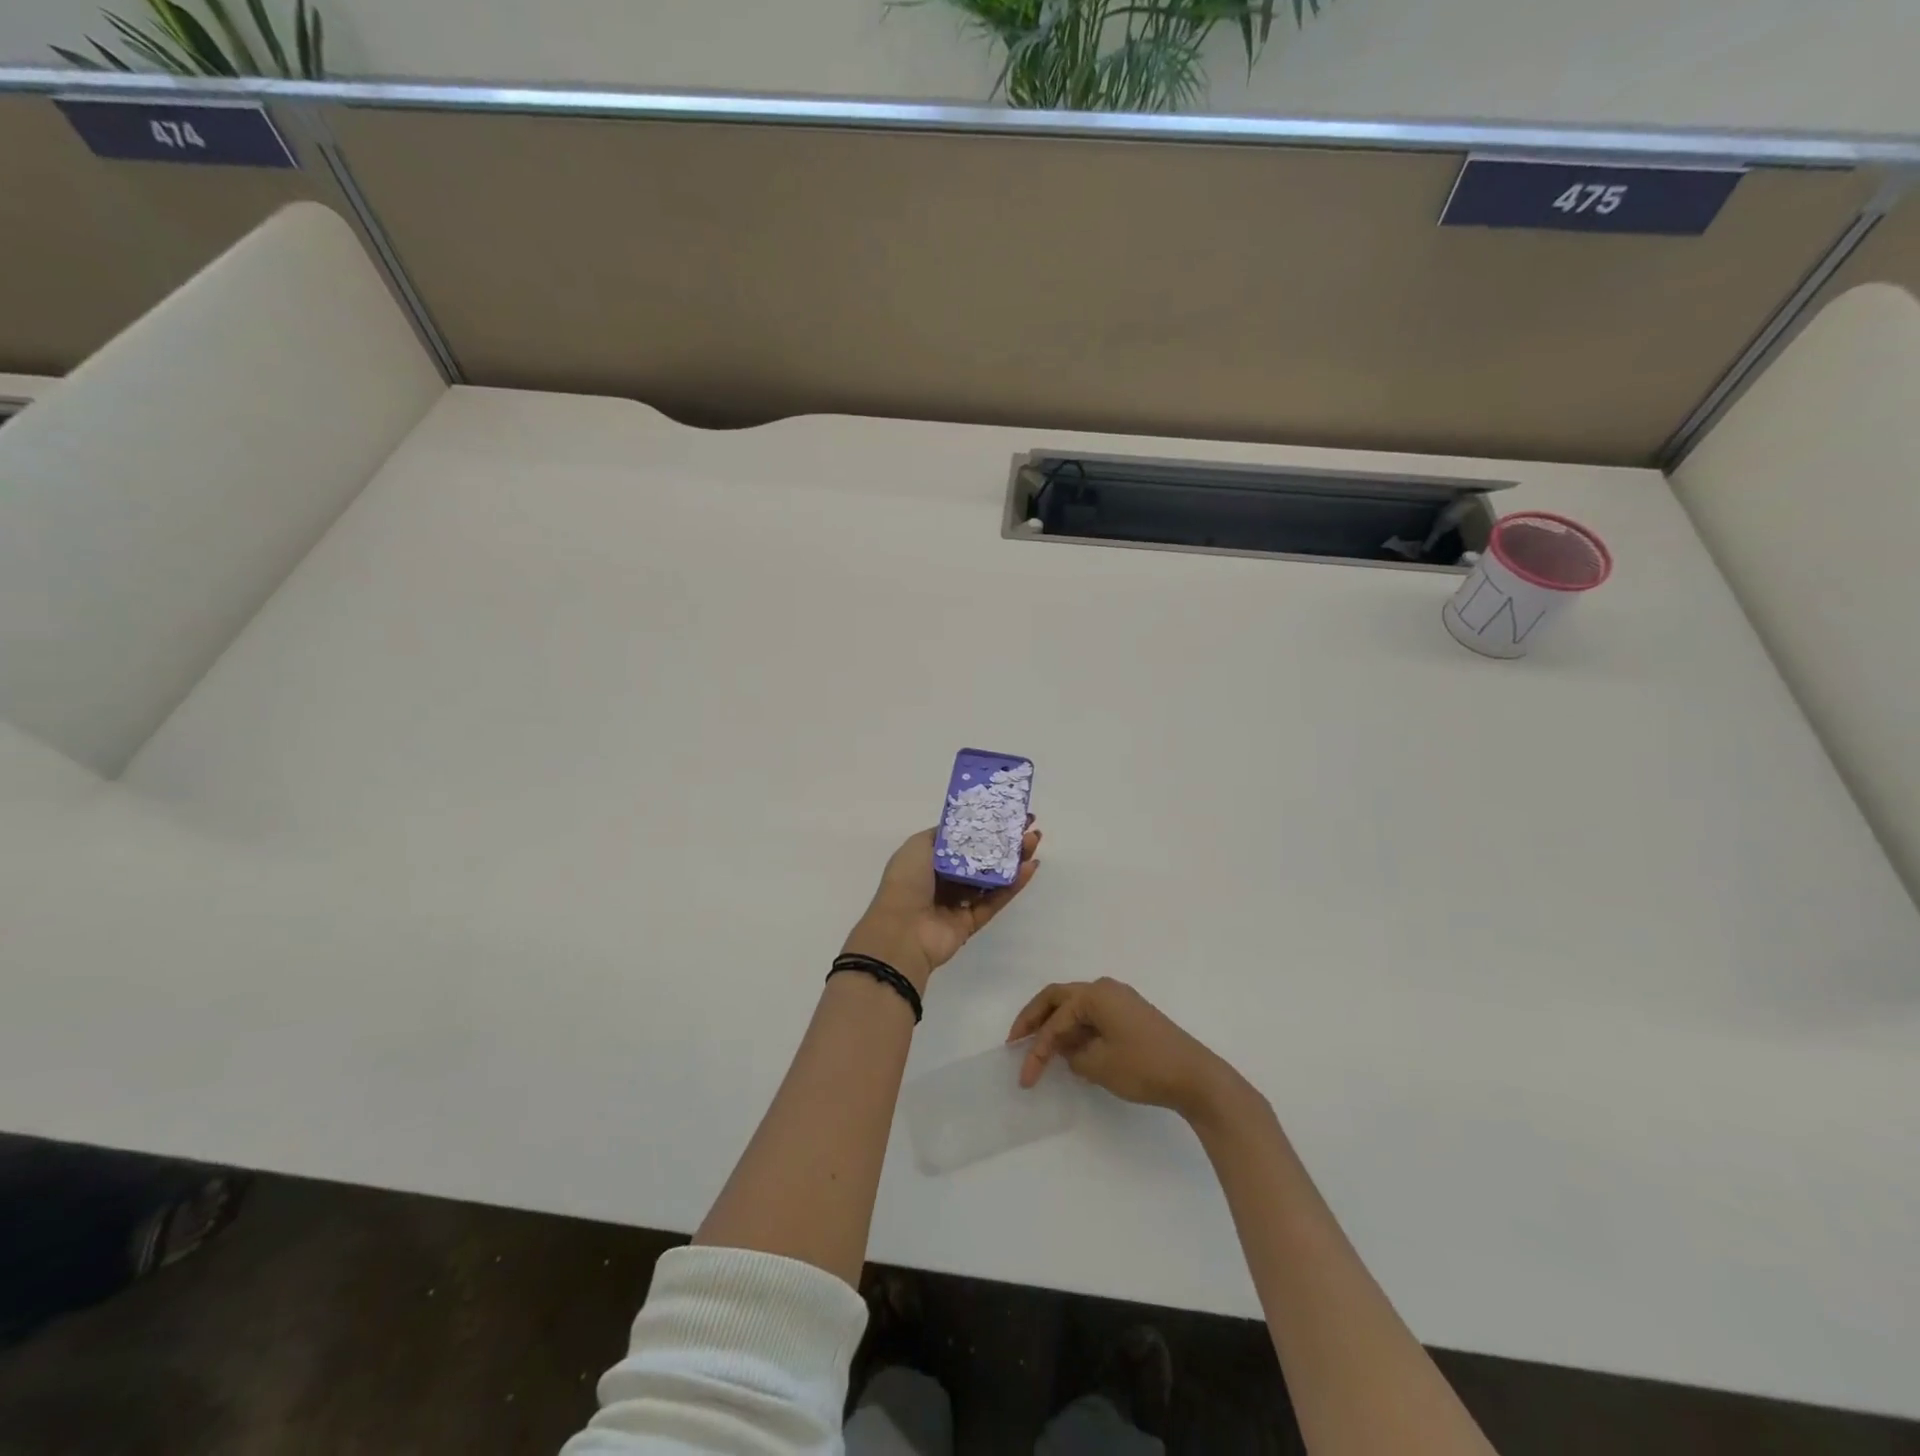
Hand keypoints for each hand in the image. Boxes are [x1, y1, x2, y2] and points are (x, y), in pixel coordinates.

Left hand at [842, 822, 1040, 991]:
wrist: (902, 931)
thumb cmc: (906, 882)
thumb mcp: (918, 846)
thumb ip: (943, 834)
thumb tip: (964, 826)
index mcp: (929, 859)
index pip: (963, 838)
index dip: (984, 824)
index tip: (1007, 812)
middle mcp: (945, 878)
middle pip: (981, 856)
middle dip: (1004, 840)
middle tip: (1028, 825)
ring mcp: (959, 901)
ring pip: (992, 877)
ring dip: (1013, 859)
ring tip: (1034, 840)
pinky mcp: (972, 921)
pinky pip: (996, 900)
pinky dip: (1014, 885)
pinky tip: (1030, 867)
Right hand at [1008, 978, 1237, 1121]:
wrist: (1195, 1077)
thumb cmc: (1144, 1067)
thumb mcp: (1099, 1065)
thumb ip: (1072, 1055)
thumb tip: (1068, 1051)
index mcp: (1095, 994)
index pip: (1054, 1018)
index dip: (1036, 1047)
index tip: (1025, 1076)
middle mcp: (1106, 989)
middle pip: (1059, 998)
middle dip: (1035, 1019)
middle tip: (1016, 1041)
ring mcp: (1121, 1000)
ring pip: (1077, 1007)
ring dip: (1057, 1026)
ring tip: (1040, 1050)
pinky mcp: (1132, 1016)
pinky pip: (1094, 1016)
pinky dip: (1077, 1031)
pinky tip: (1071, 1052)